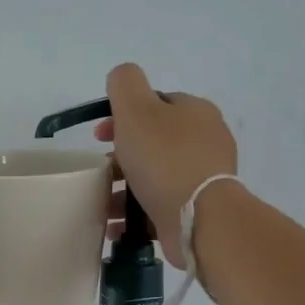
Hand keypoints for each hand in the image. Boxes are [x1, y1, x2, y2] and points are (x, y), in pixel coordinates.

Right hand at [94, 63, 237, 267]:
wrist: (199, 217)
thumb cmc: (164, 159)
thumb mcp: (136, 109)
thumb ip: (125, 84)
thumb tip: (121, 78)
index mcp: (195, 112)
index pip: (156, 104)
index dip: (123, 116)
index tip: (99, 137)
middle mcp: (205, 141)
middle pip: (153, 143)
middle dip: (121, 157)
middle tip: (101, 172)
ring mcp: (203, 178)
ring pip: (154, 177)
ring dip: (123, 190)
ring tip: (102, 205)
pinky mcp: (198, 209)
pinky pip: (159, 206)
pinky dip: (136, 214)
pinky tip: (116, 226)